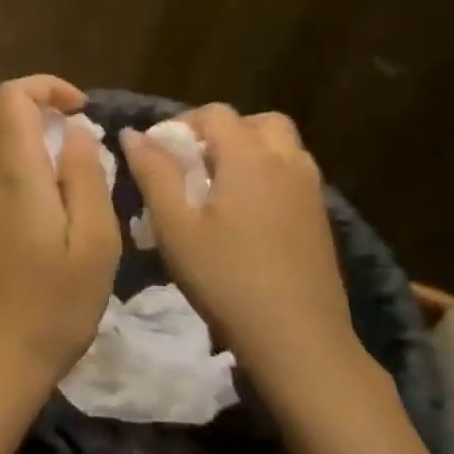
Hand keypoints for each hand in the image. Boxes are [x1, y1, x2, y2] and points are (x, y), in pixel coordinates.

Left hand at [0, 77, 121, 403]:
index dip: (46, 87)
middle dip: (28, 99)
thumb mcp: (95, 245)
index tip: (80, 109)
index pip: (12, 96)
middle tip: (67, 125)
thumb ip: (86, 177)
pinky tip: (27, 177)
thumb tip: (76, 131)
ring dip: (9, 121)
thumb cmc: (54, 306)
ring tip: (50, 147)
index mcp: (14, 173)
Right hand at [121, 104, 359, 394]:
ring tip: (217, 187)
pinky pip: (293, 174)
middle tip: (193, 163)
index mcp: (249, 157)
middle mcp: (286, 163)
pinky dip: (267, 176)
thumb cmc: (226, 278)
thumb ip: (153, 173)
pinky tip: (244, 216)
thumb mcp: (175, 226)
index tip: (159, 154)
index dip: (182, 123)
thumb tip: (132, 134)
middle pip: (257, 122)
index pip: (215, 113)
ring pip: (281, 147)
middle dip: (222, 132)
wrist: (298, 340)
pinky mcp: (321, 218)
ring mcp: (311, 191)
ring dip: (249, 152)